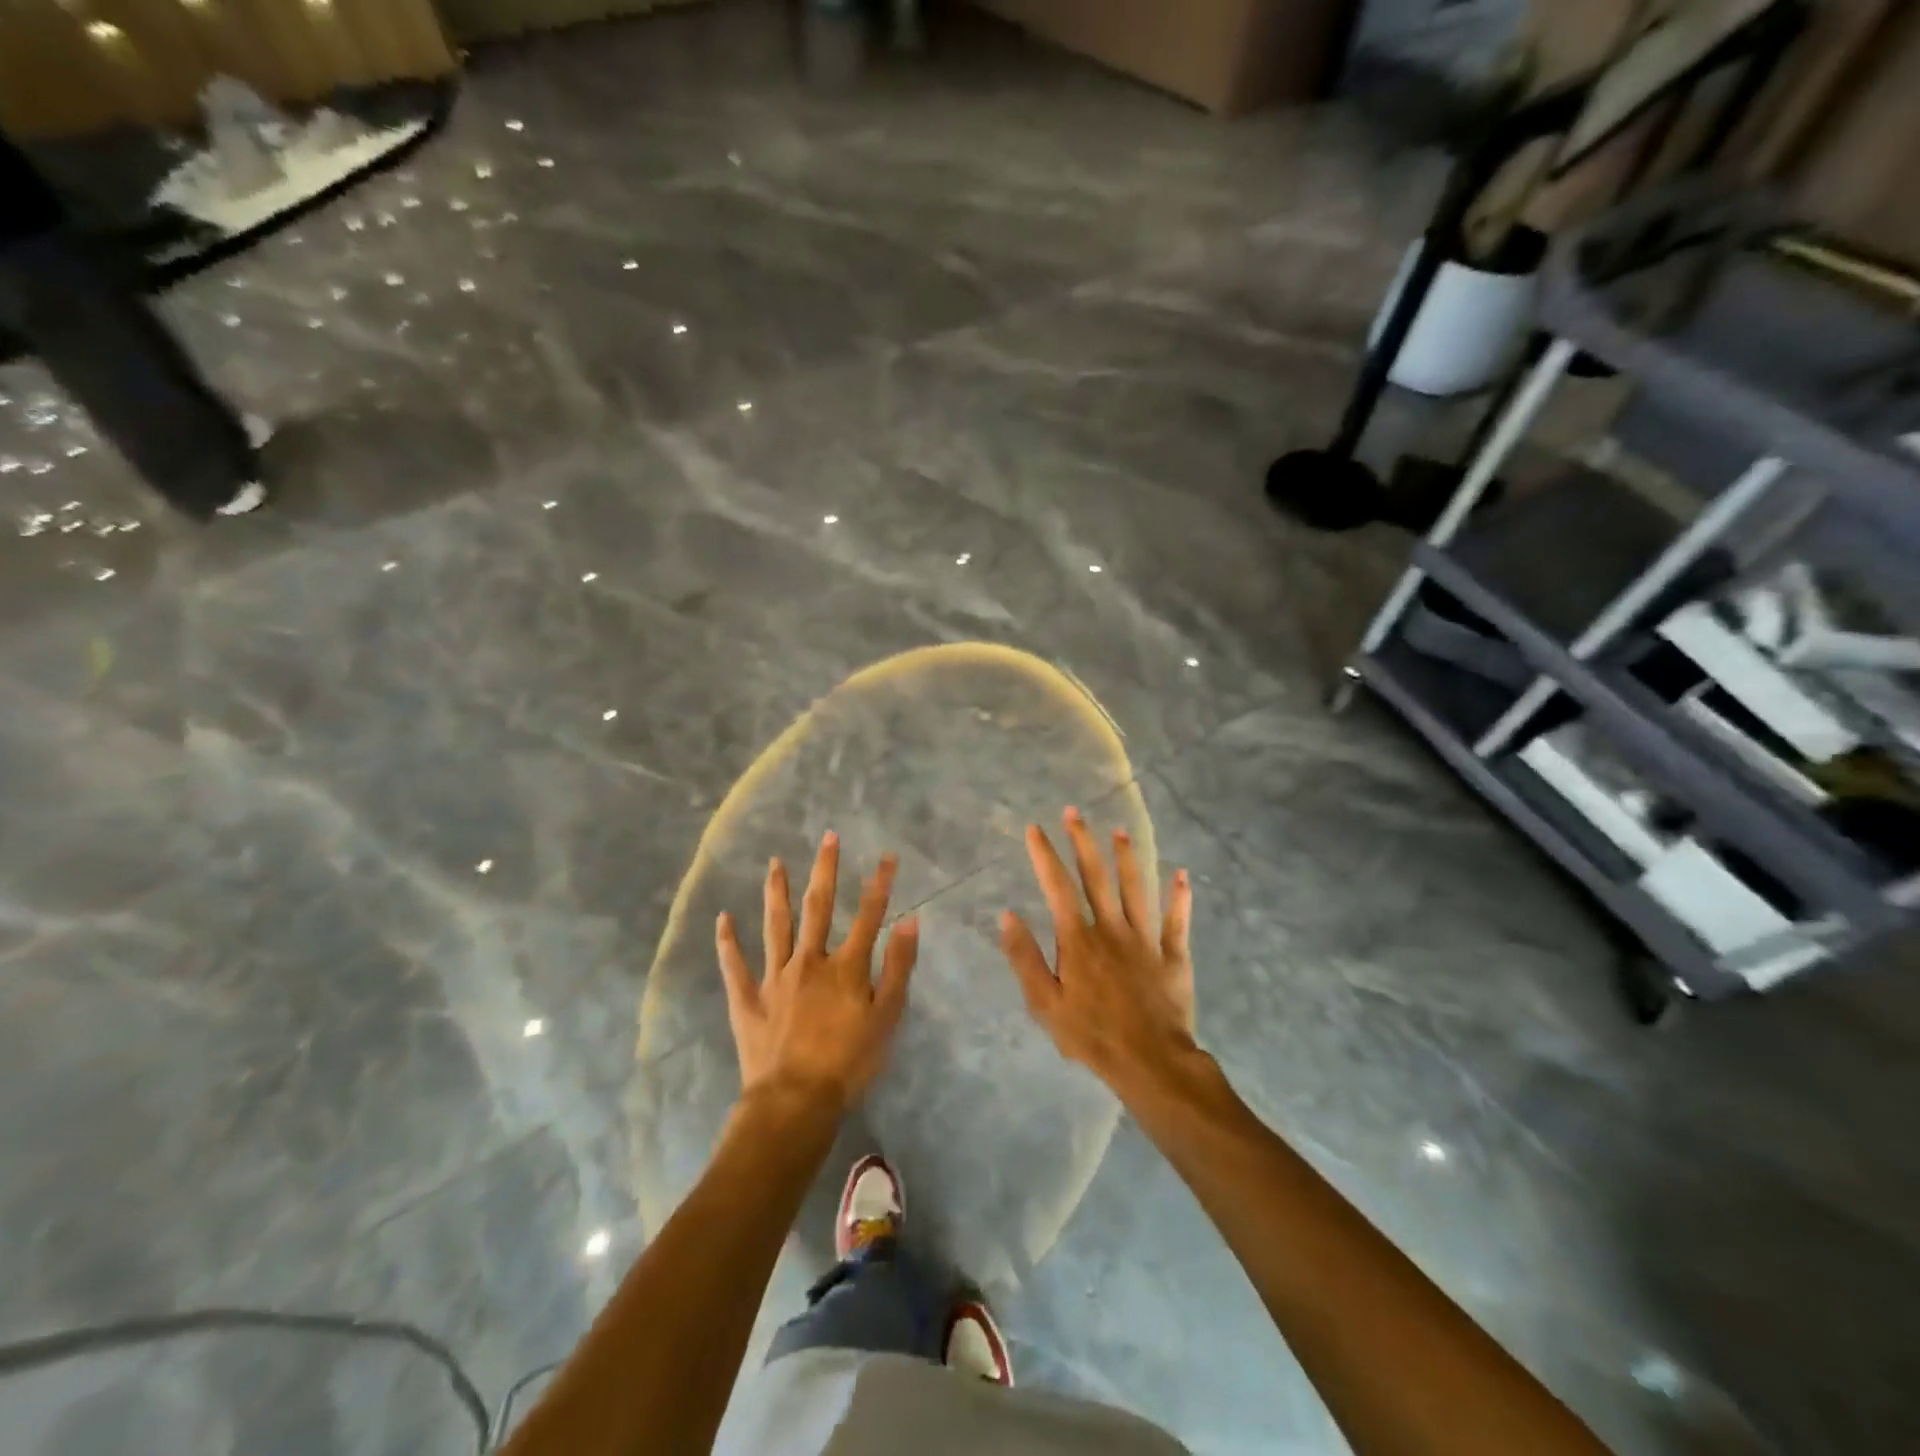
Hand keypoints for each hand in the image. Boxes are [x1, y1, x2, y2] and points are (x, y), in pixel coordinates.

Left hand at [715, 832, 918, 1116]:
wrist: (795, 1101)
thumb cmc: (849, 1062)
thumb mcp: (887, 1017)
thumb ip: (898, 967)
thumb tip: (909, 920)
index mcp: (845, 967)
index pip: (868, 915)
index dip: (880, 884)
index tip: (887, 855)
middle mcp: (809, 961)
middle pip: (818, 907)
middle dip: (825, 870)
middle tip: (828, 837)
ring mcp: (774, 977)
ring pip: (775, 925)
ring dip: (777, 892)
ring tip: (775, 863)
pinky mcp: (747, 999)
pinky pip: (735, 965)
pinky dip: (728, 941)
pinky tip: (723, 917)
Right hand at [1000, 807, 1194, 1095]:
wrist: (1150, 1063)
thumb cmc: (1092, 1035)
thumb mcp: (1044, 1003)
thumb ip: (1025, 957)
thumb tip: (1007, 915)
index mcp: (1079, 940)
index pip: (1057, 887)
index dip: (1045, 855)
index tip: (1035, 828)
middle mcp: (1112, 929)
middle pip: (1097, 877)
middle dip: (1083, 842)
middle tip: (1075, 813)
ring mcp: (1146, 940)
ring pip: (1137, 889)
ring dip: (1128, 858)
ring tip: (1120, 831)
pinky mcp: (1174, 956)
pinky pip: (1178, 921)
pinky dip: (1180, 897)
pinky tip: (1182, 875)